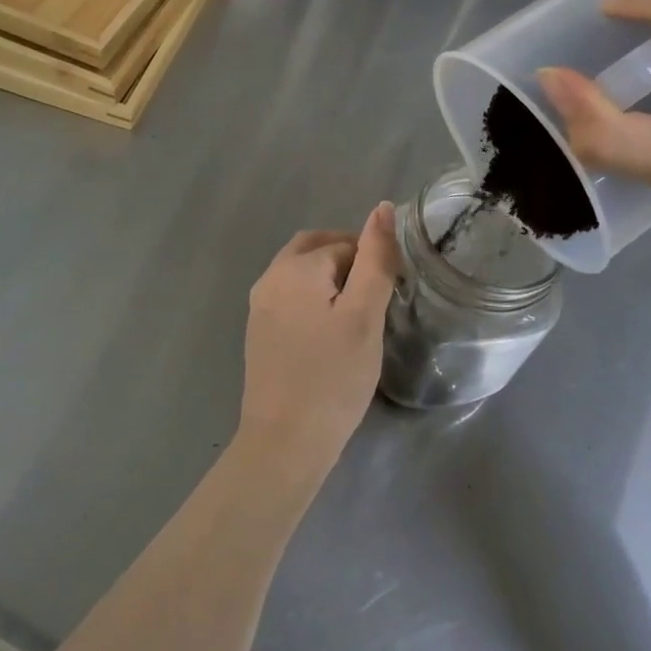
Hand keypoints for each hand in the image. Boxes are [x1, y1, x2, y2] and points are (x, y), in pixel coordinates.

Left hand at [239, 203, 399, 484]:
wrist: (285, 442)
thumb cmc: (333, 377)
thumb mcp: (364, 316)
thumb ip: (375, 259)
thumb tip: (381, 208)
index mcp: (295, 267)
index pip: (344, 244)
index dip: (371, 262)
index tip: (391, 295)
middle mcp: (270, 277)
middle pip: (314, 249)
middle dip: (347, 260)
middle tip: (376, 295)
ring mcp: (259, 306)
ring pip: (300, 273)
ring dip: (330, 279)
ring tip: (357, 315)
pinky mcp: (259, 331)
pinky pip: (289, 297)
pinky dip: (313, 299)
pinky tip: (330, 332)